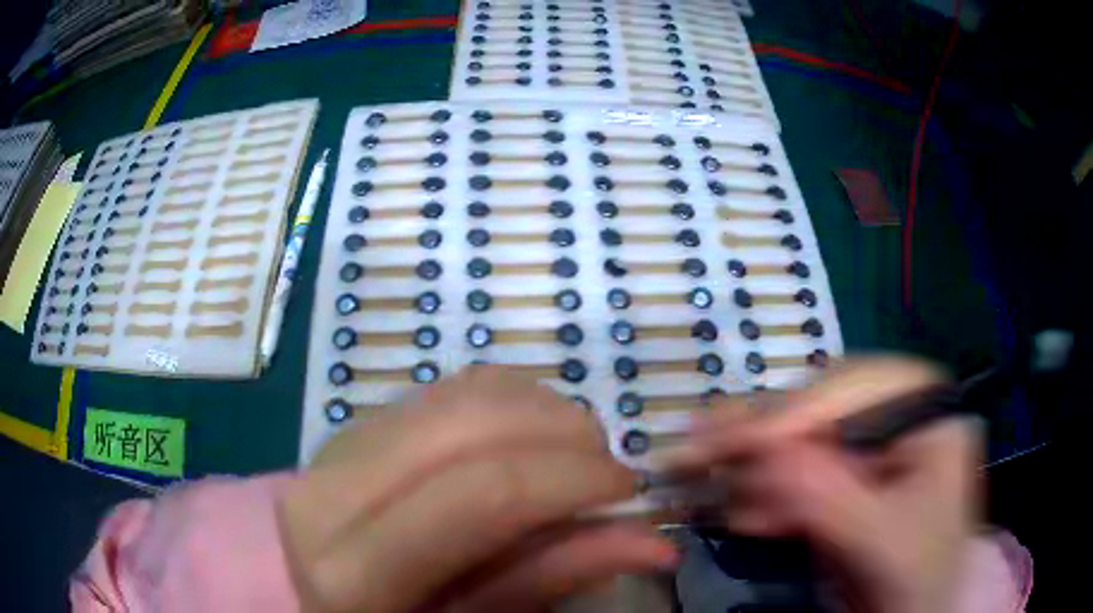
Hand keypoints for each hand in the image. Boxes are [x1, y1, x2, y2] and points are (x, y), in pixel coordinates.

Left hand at [278, 366, 677, 612]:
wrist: (307, 591)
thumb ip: (547, 580)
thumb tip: (653, 542)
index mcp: (352, 570)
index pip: (482, 494)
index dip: (571, 479)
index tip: (627, 489)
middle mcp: (333, 490)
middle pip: (473, 421)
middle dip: (564, 432)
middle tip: (605, 470)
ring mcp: (338, 444)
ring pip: (461, 391)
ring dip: (540, 410)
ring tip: (570, 453)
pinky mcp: (354, 425)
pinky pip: (444, 390)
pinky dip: (506, 402)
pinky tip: (526, 438)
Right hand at [671, 357, 980, 612]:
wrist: (912, 609)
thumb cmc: (918, 574)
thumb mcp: (883, 541)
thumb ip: (831, 498)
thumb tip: (765, 453)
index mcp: (927, 412)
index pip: (864, 387)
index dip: (804, 409)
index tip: (747, 440)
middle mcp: (896, 413)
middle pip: (823, 406)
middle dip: (764, 436)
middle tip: (700, 447)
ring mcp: (866, 443)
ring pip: (800, 436)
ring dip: (753, 463)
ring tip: (704, 476)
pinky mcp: (841, 474)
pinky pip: (794, 470)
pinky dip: (763, 492)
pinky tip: (740, 512)